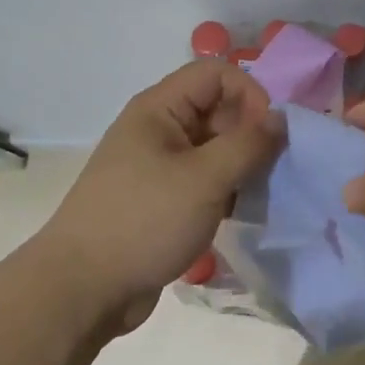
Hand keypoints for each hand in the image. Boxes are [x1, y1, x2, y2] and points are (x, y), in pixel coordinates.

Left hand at [42, 60, 281, 335]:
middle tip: (271, 169)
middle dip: (250, 132)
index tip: (270, 135)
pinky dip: (227, 189)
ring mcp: (159, 165)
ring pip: (215, 147)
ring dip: (242, 165)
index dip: (250, 94)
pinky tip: (239, 213)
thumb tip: (281, 119)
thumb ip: (248, 144)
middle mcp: (158, 129)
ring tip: (258, 194)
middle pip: (218, 108)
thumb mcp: (204, 179)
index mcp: (159, 109)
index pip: (217, 73)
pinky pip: (205, 179)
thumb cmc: (143, 222)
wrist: (83, 290)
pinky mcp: (162, 198)